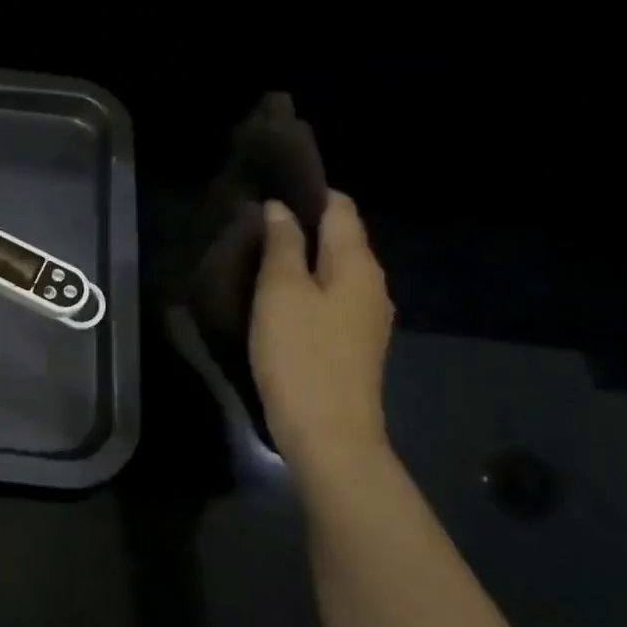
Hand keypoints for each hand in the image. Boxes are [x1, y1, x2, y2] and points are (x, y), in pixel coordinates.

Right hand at [249, 191, 393, 473]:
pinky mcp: (353, 344)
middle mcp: (371, 284)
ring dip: (301, 259)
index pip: (341, 208)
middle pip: (340, 238)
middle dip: (301, 226)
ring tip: (258, 258)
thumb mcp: (281, 293)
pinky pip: (330, 298)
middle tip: (254, 225)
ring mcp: (366, 317)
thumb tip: (281, 209)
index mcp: (358, 264)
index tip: (269, 191)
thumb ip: (282, 245)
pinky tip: (277, 299)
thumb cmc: (301, 355)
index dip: (308, 193)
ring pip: (333, 270)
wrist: (329, 434)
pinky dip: (306, 288)